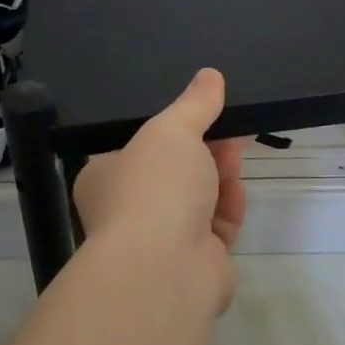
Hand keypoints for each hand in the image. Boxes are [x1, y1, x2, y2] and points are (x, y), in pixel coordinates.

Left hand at [73, 69, 250, 311]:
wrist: (164, 269)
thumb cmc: (154, 189)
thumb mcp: (172, 131)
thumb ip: (194, 103)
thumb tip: (210, 75)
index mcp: (108, 177)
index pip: (143, 146)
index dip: (180, 128)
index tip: (210, 112)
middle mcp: (129, 209)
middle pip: (178, 171)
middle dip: (208, 150)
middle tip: (234, 132)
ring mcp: (162, 240)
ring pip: (200, 198)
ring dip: (220, 178)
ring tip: (235, 160)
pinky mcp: (194, 262)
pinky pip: (216, 227)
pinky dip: (228, 210)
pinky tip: (236, 196)